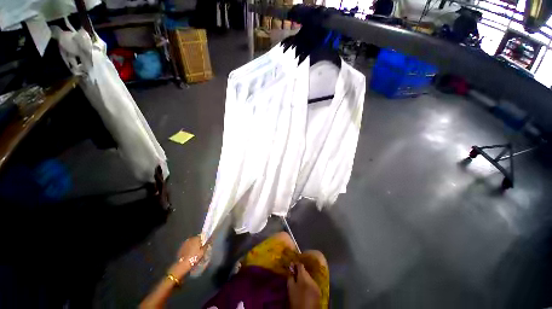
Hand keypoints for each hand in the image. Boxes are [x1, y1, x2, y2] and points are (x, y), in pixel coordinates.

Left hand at [170, 236, 204, 278]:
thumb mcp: (203, 252)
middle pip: (196, 239)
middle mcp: (190, 238)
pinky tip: (190, 252)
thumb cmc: (194, 258)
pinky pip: (187, 245)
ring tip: (195, 250)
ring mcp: (185, 243)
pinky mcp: (181, 247)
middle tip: (201, 247)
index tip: (206, 243)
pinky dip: (189, 247)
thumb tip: (210, 239)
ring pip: (191, 242)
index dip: (204, 240)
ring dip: (193, 244)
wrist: (182, 265)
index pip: (202, 236)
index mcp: (196, 238)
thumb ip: (206, 245)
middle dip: (199, 242)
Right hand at [287, 263, 321, 308]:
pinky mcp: (318, 291)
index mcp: (304, 277)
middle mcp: (311, 278)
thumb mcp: (290, 288)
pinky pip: (312, 283)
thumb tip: (290, 270)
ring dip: (304, 278)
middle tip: (294, 274)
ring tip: (299, 282)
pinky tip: (305, 288)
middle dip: (300, 272)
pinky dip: (308, 283)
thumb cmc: (296, 300)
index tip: (292, 266)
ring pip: (309, 277)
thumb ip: (290, 277)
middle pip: (305, 271)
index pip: (300, 265)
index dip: (296, 264)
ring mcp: (316, 284)